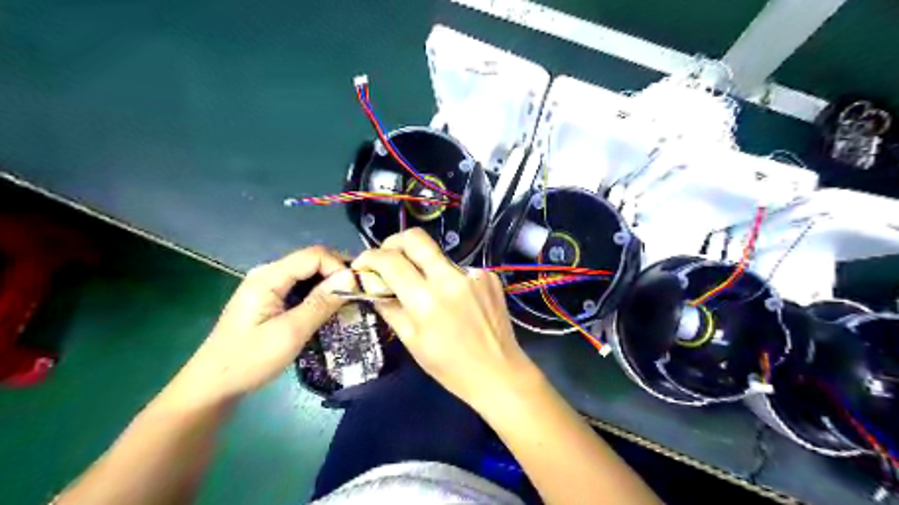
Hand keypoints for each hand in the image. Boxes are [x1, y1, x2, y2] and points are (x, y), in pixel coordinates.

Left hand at [164, 246, 354, 408]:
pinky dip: (318, 296)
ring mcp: (267, 286)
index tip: (356, 291)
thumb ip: (321, 303)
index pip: (314, 255)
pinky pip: (300, 288)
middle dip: (337, 275)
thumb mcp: (291, 332)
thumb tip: (351, 276)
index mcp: (268, 277)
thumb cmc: (250, 360)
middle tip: (358, 296)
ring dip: (329, 286)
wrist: (212, 386)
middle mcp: (268, 274)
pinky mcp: (269, 300)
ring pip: (308, 275)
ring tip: (348, 304)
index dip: (339, 267)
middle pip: (312, 261)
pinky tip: (328, 311)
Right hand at [348, 228, 532, 410]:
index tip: (363, 265)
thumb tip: (372, 285)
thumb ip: (389, 307)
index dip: (369, 257)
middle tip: (388, 258)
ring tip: (425, 287)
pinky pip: (458, 267)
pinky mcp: (489, 275)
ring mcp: (473, 273)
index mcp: (426, 299)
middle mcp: (449, 278)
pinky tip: (453, 298)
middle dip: (394, 242)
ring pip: (438, 253)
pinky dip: (447, 277)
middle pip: (415, 237)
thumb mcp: (412, 341)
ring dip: (423, 263)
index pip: (390, 260)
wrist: (498, 371)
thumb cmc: (450, 366)